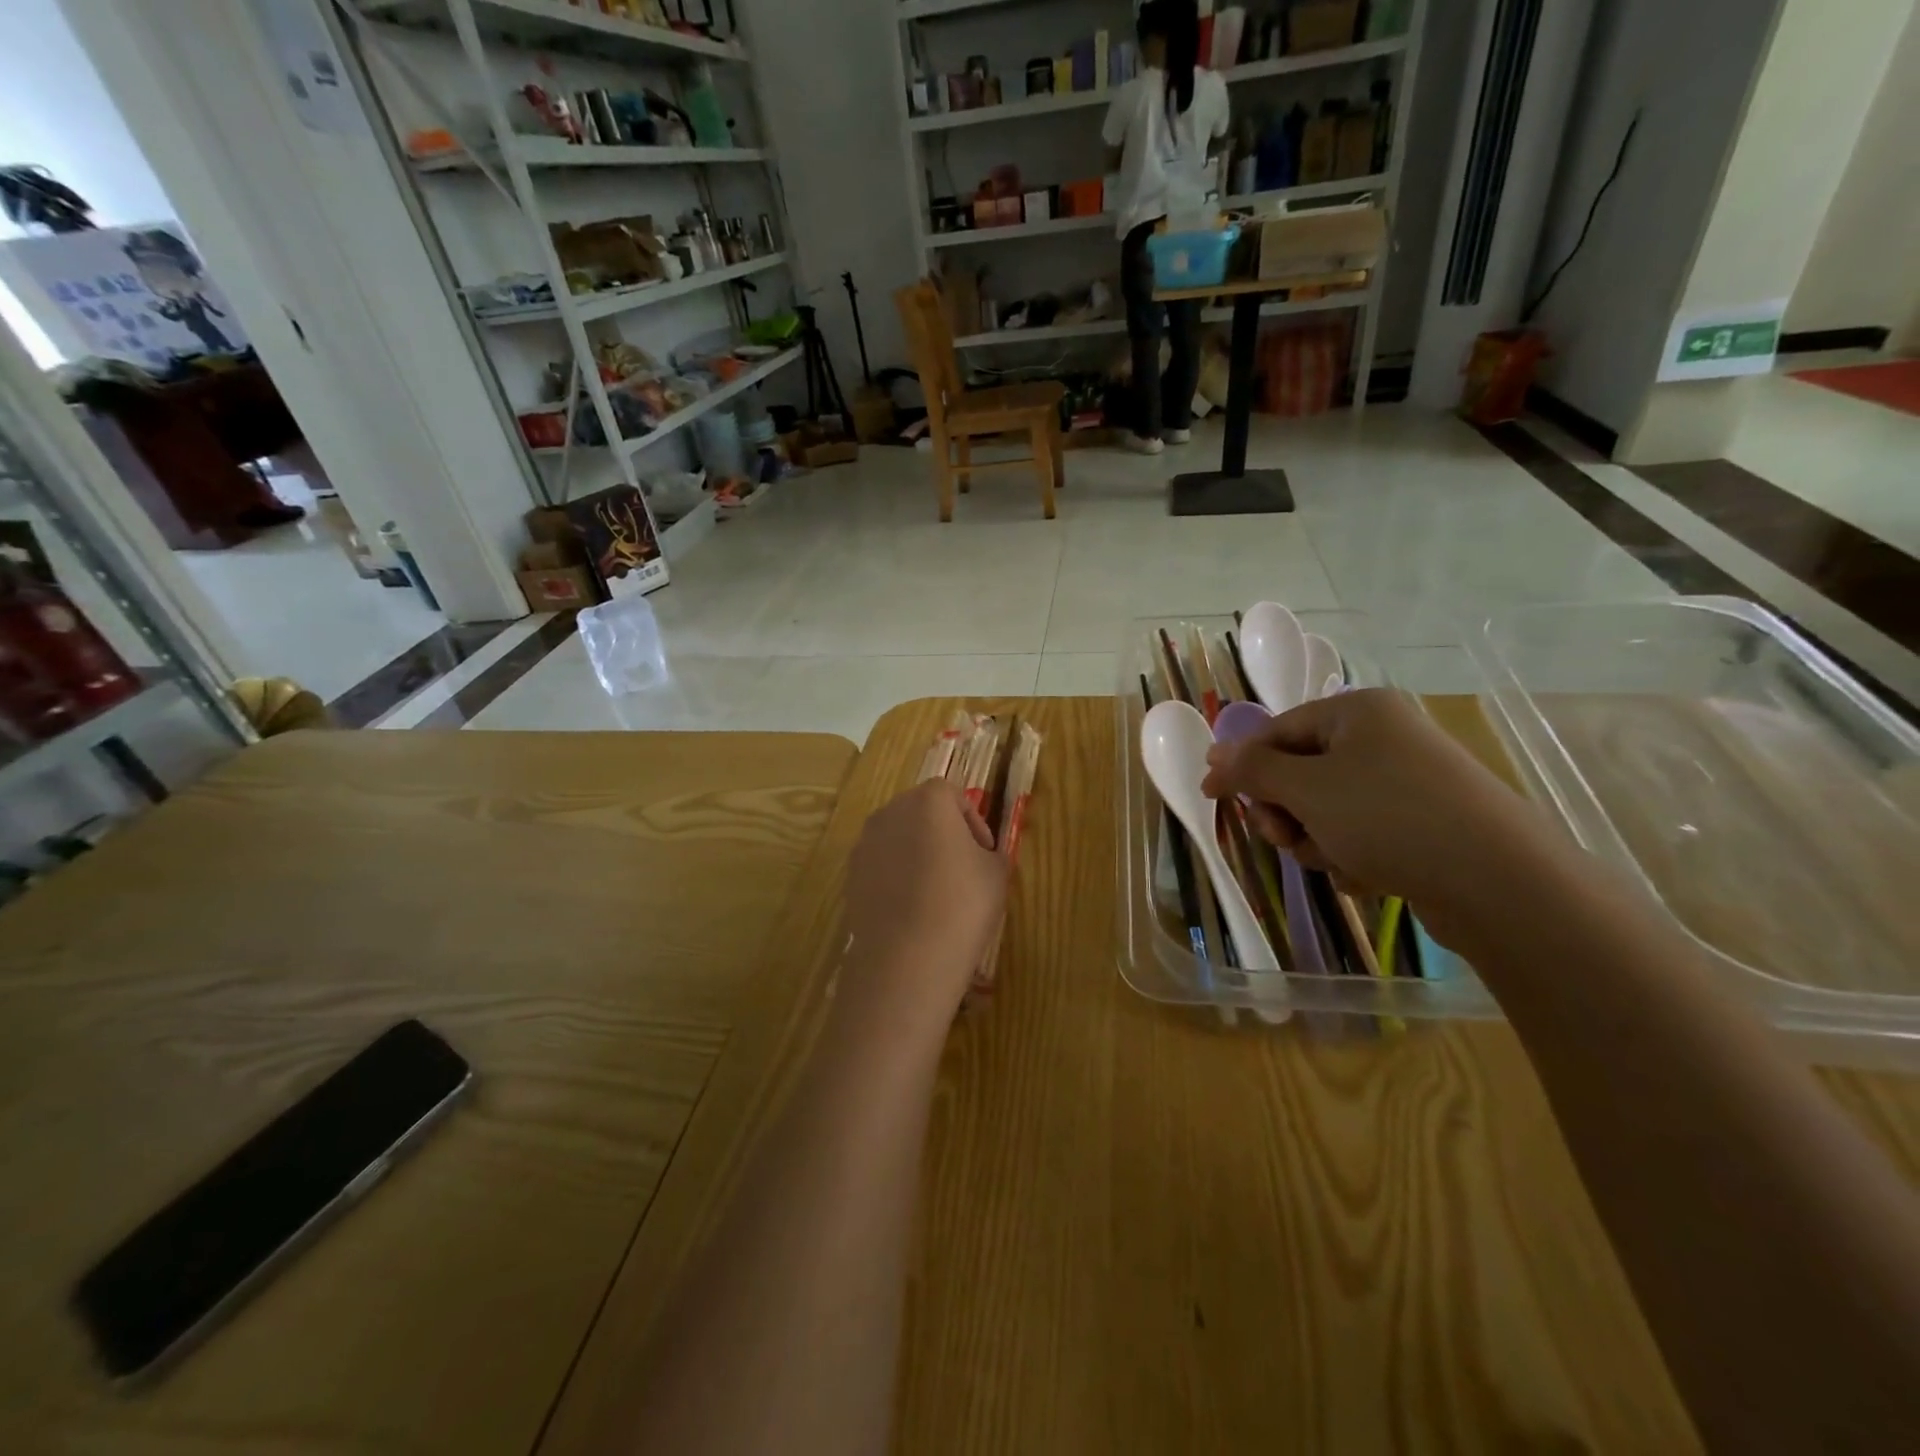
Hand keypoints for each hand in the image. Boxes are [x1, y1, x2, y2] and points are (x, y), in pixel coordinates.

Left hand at [839, 781, 1007, 1039]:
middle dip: (943, 832)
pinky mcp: (851, 875)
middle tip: (963, 866)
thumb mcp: (997, 874)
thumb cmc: (962, 904)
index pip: (953, 794)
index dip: (973, 820)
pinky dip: (897, 875)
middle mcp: (890, 812)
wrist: (906, 958)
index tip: (985, 851)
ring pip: (898, 836)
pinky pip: (881, 863)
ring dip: (917, 852)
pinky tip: (912, 908)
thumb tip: (981, 855)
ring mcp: (865, 844)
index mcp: (928, 801)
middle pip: (921, 811)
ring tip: (937, 890)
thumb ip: (992, 852)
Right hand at [1202, 689, 1556, 939]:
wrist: (1499, 881)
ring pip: (1326, 808)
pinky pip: (1361, 831)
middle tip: (1284, 836)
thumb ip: (1252, 769)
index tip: (1211, 797)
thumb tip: (1214, 755)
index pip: (1276, 731)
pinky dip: (1351, 854)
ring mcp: (1407, 780)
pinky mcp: (1424, 821)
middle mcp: (1383, 737)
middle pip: (1300, 772)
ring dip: (1315, 837)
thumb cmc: (1387, 817)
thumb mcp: (1305, 789)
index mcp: (1357, 712)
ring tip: (1335, 860)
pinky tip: (1365, 874)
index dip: (1240, 765)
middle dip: (1285, 810)